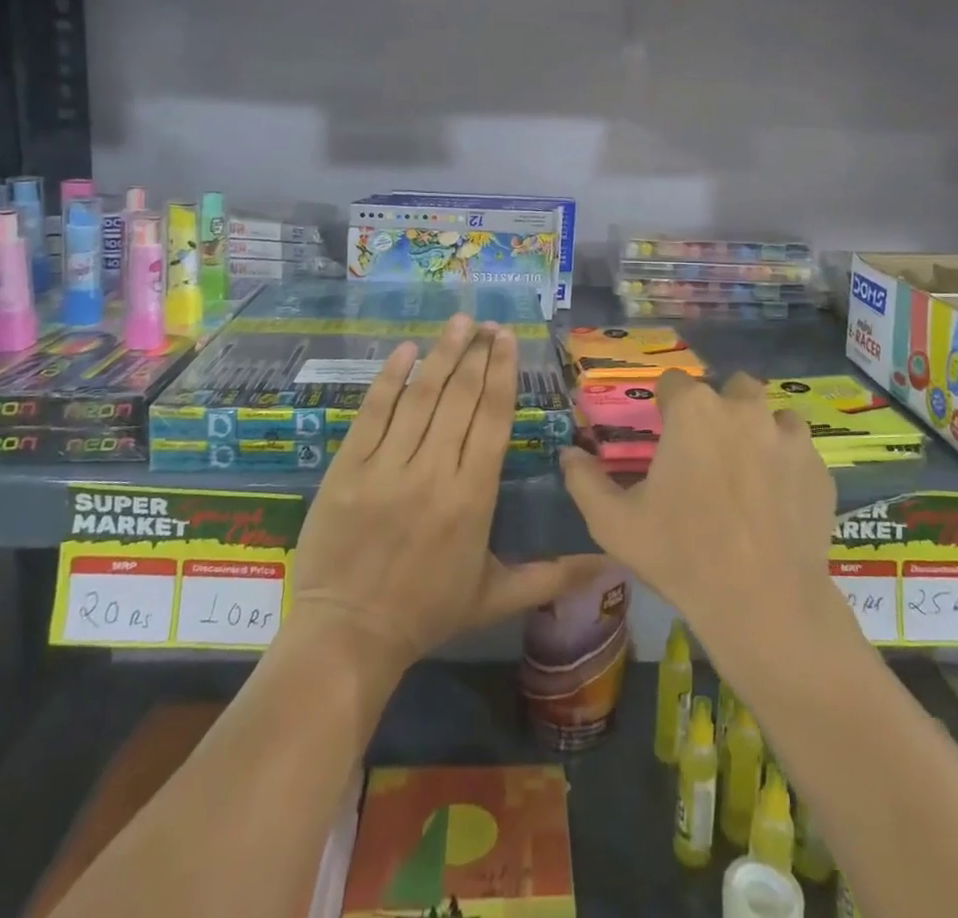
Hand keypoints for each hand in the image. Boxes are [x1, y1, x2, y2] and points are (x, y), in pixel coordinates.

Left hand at [289, 315, 608, 674]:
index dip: (501, 373)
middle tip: (488, 323)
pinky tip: (406, 350)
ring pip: (421, 397)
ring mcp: (387, 467)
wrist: (347, 636)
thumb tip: (611, 564)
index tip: (507, 339)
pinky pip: (372, 413)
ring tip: (459, 322)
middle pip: (460, 398)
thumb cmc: (427, 613)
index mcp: (472, 497)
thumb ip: (553, 575)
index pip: (491, 419)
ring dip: (442, 354)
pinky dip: (390, 378)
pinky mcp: (348, 468)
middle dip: (476, 354)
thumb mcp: (496, 597)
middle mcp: (433, 472)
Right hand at [561, 370, 841, 660]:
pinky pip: (799, 451)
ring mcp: (788, 437)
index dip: (665, 404)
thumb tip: (567, 454)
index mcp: (694, 411)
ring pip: (772, 414)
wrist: (764, 604)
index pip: (673, 382)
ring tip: (747, 473)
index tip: (663, 432)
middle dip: (718, 408)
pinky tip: (777, 501)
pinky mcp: (819, 468)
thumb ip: (584, 480)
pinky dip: (787, 464)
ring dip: (759, 431)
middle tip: (707, 452)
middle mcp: (744, 409)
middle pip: (730, 388)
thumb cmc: (681, 554)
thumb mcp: (615, 523)